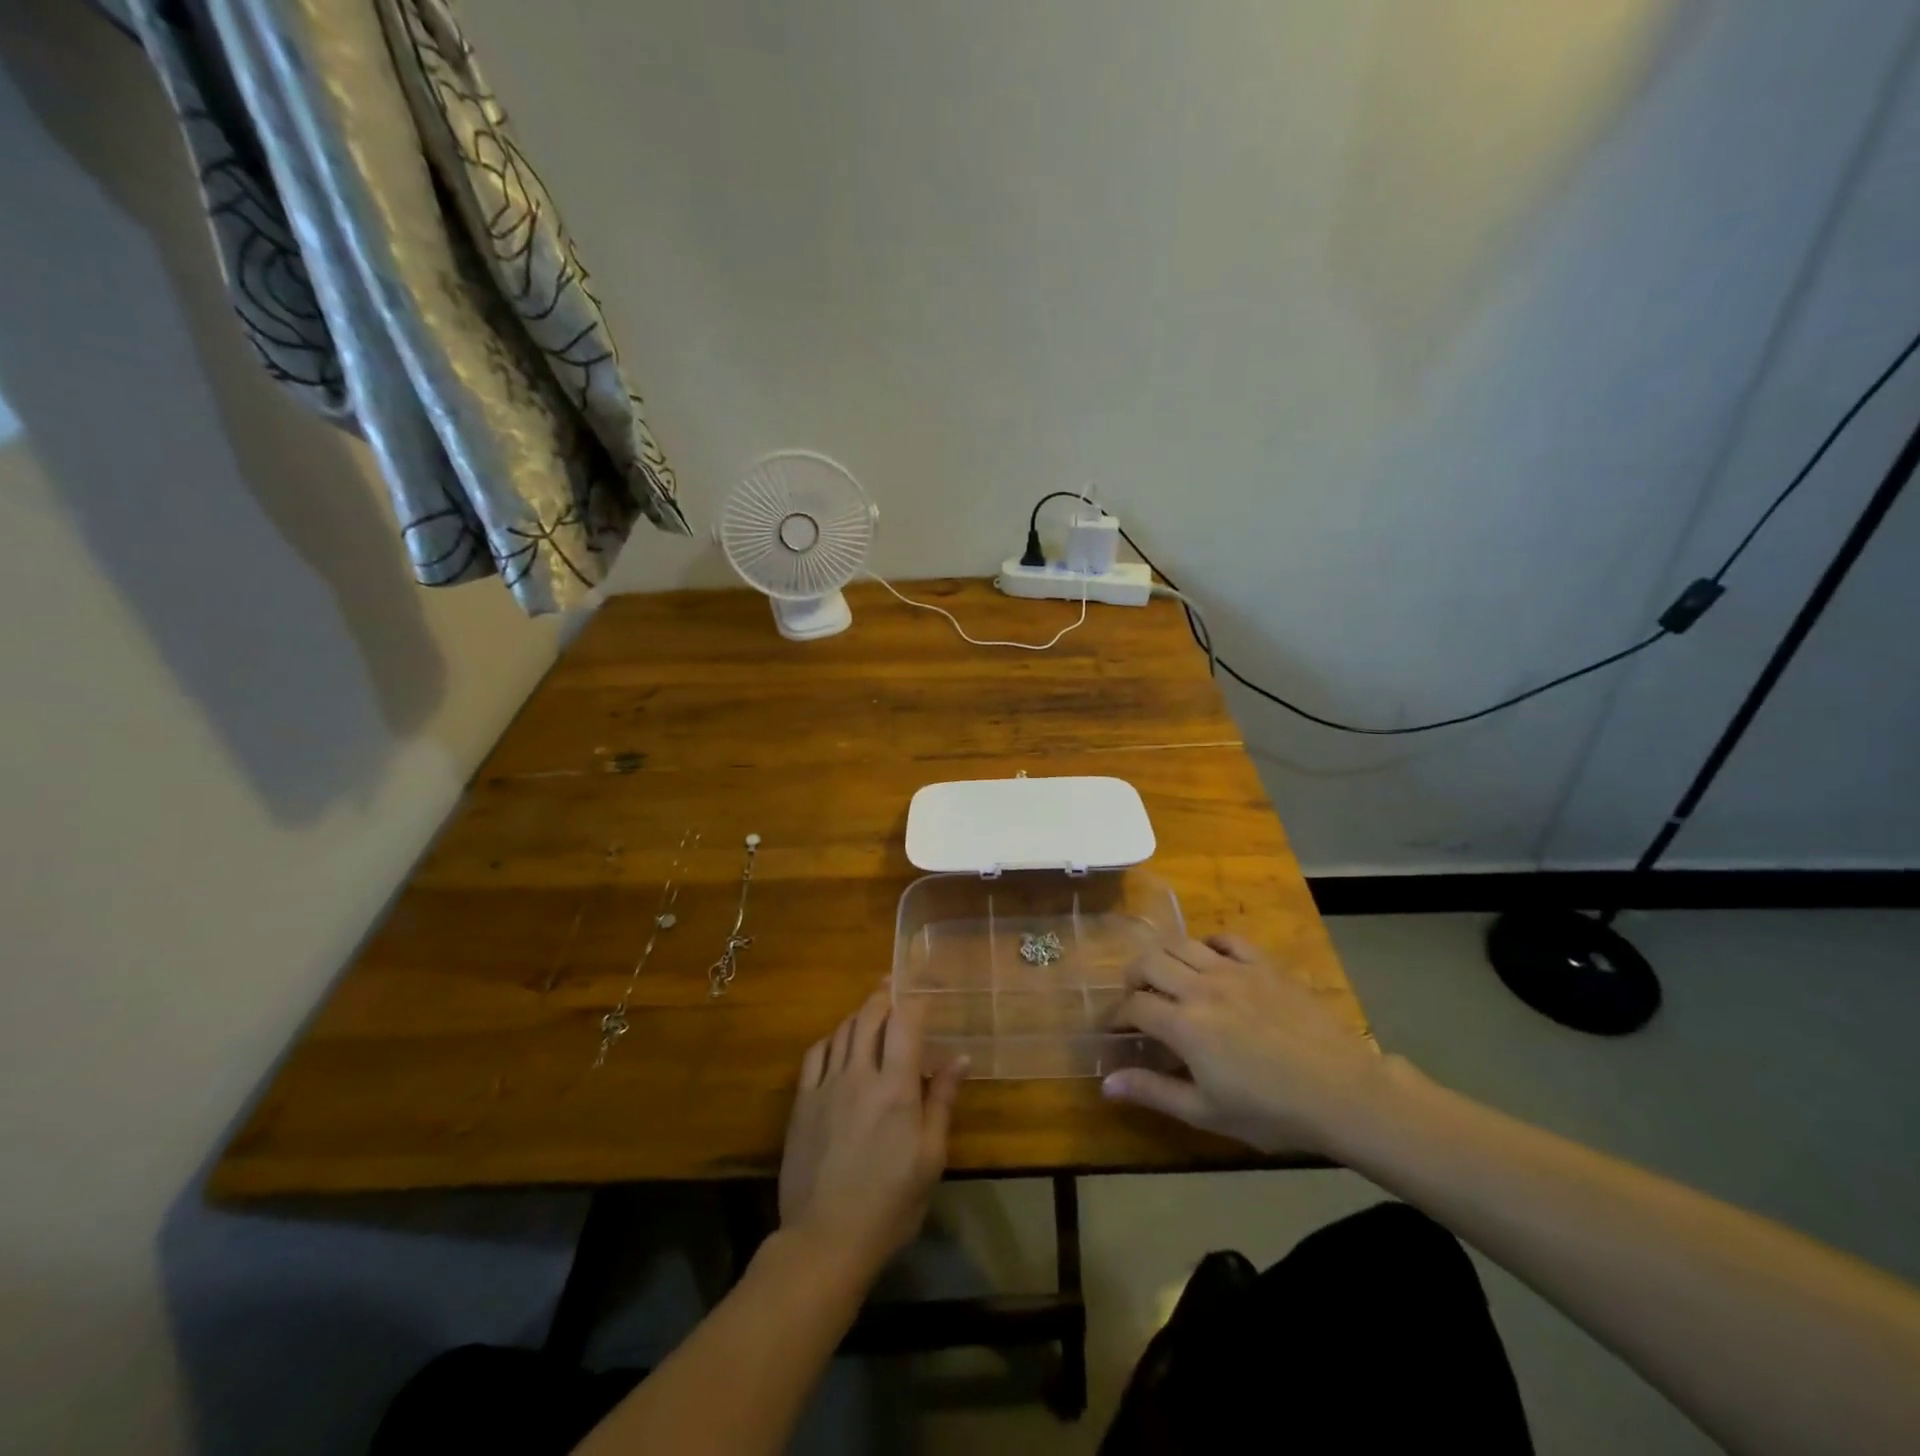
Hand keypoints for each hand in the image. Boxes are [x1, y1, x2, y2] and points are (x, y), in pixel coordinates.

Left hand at [778, 990, 966, 1280]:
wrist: (826, 1239)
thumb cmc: (890, 1204)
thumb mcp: (929, 1158)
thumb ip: (941, 1102)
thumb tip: (960, 1059)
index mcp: (895, 1088)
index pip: (904, 1024)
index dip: (914, 1002)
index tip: (924, 994)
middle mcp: (859, 1075)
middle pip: (869, 1017)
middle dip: (884, 997)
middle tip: (894, 987)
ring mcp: (826, 1086)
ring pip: (842, 1030)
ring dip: (859, 1014)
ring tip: (871, 1010)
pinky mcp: (802, 1102)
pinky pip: (815, 1054)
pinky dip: (831, 1038)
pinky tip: (838, 1042)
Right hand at [1102, 933, 1391, 1156]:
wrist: (1341, 1092)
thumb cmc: (1271, 1111)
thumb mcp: (1207, 1112)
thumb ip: (1154, 1091)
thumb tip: (1106, 1083)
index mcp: (1183, 1025)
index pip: (1134, 1005)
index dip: (1117, 1015)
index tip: (1115, 1029)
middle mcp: (1200, 987)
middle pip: (1149, 962)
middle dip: (1133, 977)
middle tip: (1136, 997)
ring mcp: (1234, 970)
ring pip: (1182, 944)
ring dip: (1164, 957)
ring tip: (1166, 975)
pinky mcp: (1263, 965)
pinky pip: (1226, 939)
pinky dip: (1208, 945)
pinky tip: (1209, 960)